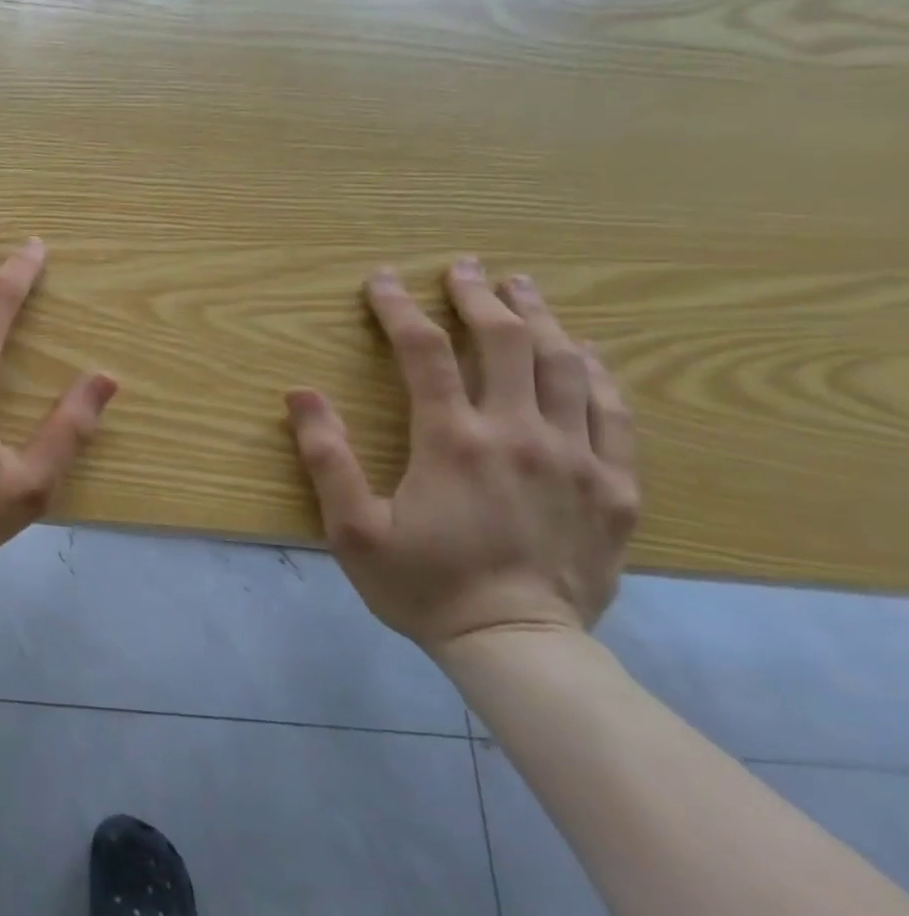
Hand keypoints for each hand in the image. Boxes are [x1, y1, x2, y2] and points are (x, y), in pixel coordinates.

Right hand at [286, 258, 639, 653]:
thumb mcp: (352, 529)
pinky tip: (584, 352)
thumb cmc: (423, 585)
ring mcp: (577, 457)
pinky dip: (596, 371)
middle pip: (505, 342)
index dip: (398, 307)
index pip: (422, 351)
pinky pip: (613, 412)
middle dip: (479, 296)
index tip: (382, 279)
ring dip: (540, 319)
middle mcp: (518, 434)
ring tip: (522, 288)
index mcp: (452, 440)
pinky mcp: (615, 486)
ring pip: (565, 365)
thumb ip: (325, 457)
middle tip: (463, 268)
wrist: (520, 647)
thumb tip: (300, 393)